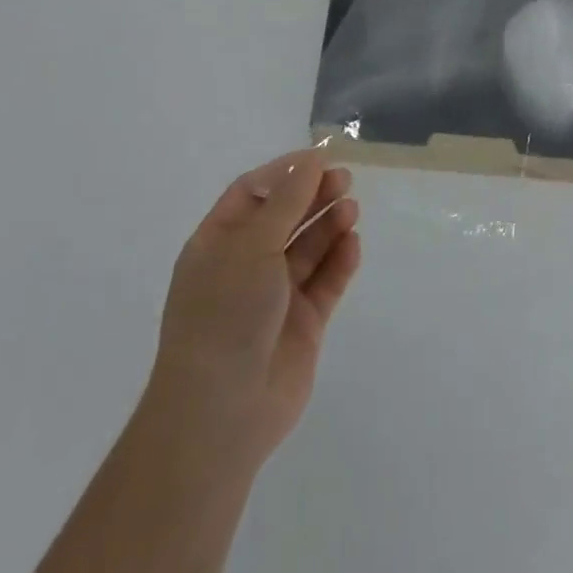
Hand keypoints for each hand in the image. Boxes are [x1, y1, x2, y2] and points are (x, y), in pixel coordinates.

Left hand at [146, 149, 361, 478]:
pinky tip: (353, 245)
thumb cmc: (225, 314)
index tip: (321, 158)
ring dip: (329, 225)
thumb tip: (313, 160)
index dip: (286, 172)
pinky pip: (325, 282)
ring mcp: (274, 296)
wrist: (221, 413)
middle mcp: (245, 265)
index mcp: (219, 243)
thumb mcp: (252, 245)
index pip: (252, 192)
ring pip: (308, 248)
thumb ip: (288, 200)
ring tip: (351, 210)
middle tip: (345, 180)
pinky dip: (340, 261)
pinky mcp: (302, 324)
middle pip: (285, 216)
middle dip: (314, 195)